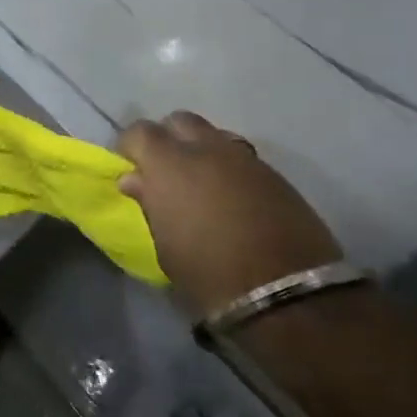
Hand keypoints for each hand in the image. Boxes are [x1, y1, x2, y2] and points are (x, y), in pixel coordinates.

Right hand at [117, 112, 342, 313]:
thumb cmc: (209, 274)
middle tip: (166, 170)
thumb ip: (149, 203)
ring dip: (202, 151)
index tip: (130, 166)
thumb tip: (136, 179)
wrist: (285, 294)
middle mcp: (206, 149)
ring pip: (214, 136)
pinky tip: (232, 197)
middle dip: (169, 138)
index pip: (139, 131)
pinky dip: (229, 169)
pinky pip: (241, 158)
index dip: (131, 146)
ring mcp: (244, 159)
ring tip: (202, 183)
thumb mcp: (165, 245)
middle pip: (180, 122)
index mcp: (169, 163)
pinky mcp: (275, 175)